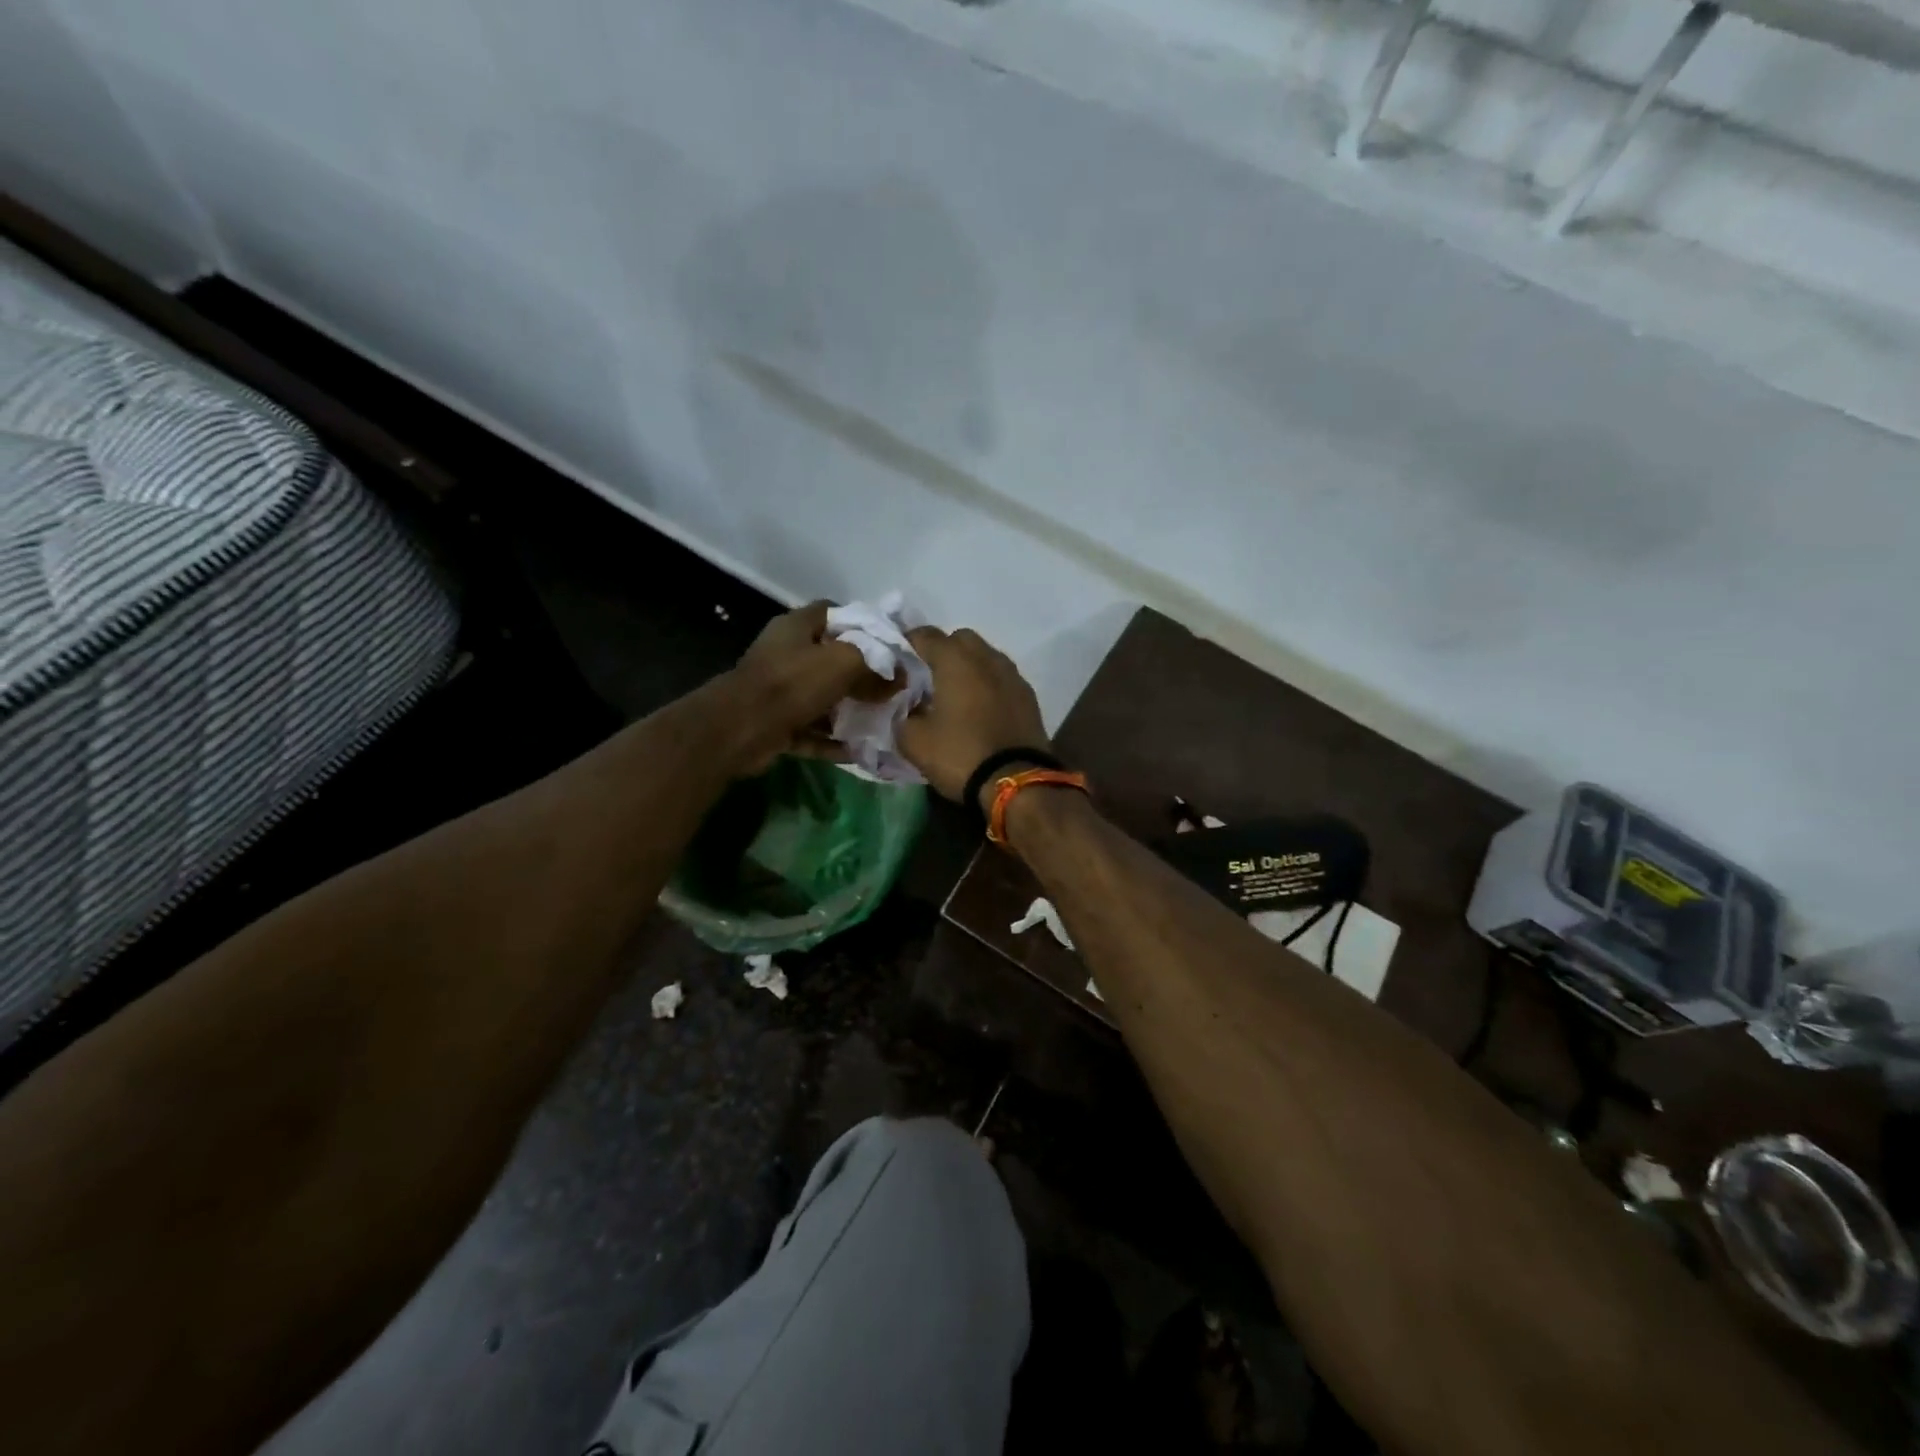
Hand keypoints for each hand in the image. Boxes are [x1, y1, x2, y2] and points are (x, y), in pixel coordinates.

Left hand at [724, 602, 888, 773]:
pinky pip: (812, 731)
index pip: (834, 613)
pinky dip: (832, 741)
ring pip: (823, 698)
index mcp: (797, 627)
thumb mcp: (843, 662)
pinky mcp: (776, 724)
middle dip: (862, 675)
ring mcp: (779, 691)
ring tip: (882, 722)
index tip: (890, 645)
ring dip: (849, 712)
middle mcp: (786, 654)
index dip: (863, 624)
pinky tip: (860, 751)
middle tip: (892, 689)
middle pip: (831, 659)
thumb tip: (900, 677)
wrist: (740, 729)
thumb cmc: (792, 683)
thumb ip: (875, 664)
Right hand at [898, 627, 1050, 807]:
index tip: (897, 662)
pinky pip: (1002, 678)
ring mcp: (1013, 676)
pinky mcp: (1029, 697)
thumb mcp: (915, 742)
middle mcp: (987, 658)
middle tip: (928, 677)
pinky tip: (980, 709)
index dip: (907, 644)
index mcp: (956, 660)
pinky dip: (988, 685)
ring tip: (956, 694)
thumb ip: (903, 717)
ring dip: (969, 667)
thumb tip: (907, 709)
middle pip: (960, 639)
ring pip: (985, 657)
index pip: (925, 635)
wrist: (1017, 783)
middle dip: (943, 651)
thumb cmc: (960, 755)